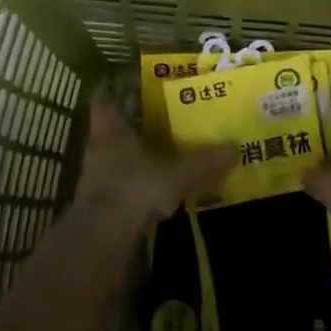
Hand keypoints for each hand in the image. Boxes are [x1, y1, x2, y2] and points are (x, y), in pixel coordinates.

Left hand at [76, 93, 234, 229]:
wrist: (101, 241)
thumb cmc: (133, 190)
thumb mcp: (175, 175)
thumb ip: (202, 163)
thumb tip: (234, 147)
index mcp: (111, 131)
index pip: (105, 103)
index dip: (116, 95)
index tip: (132, 90)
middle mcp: (99, 150)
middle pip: (112, 133)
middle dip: (134, 129)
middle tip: (161, 124)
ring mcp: (95, 181)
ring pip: (116, 162)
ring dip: (135, 161)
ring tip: (163, 159)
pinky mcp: (100, 209)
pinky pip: (121, 189)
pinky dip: (137, 189)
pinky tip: (157, 195)